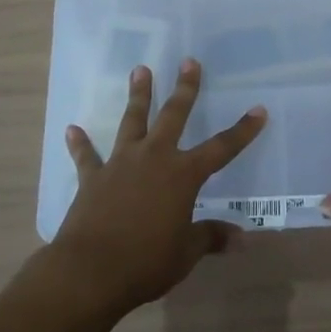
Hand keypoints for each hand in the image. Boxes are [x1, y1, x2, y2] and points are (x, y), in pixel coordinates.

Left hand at [46, 59, 265, 317]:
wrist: (90, 270)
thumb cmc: (146, 262)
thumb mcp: (185, 253)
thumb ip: (210, 238)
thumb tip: (241, 239)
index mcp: (183, 175)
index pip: (221, 148)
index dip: (242, 131)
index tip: (258, 110)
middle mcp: (154, 158)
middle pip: (173, 115)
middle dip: (184, 89)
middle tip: (189, 61)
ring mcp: (121, 163)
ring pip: (132, 121)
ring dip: (137, 95)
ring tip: (140, 70)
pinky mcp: (93, 178)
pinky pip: (87, 156)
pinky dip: (80, 143)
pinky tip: (72, 129)